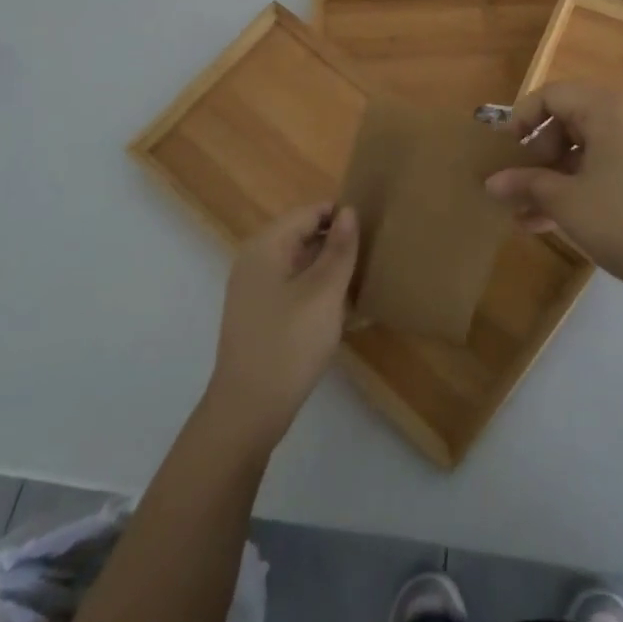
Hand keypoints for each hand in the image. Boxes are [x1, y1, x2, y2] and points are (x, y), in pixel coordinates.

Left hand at [202, 203, 359, 453]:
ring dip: (329, 268)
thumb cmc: (289, 344)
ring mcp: (254, 289)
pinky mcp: (260, 314)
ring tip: (363, 279)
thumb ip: (339, 249)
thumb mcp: (324, 292)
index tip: (374, 229)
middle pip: (303, 235)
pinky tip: (341, 308)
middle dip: (336, 242)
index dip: (341, 216)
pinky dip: (317, 289)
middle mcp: (255, 260)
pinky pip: (294, 286)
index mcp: (266, 246)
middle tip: (373, 256)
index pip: (309, 212)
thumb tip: (349, 211)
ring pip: (300, 263)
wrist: (248, 411)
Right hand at [484, 82, 622, 292]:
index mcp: (608, 107)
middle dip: (538, 155)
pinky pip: (607, 164)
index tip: (504, 154)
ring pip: (587, 148)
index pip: (552, 95)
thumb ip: (526, 184)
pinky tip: (552, 221)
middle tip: (520, 188)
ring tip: (524, 214)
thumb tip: (491, 183)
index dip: (521, 120)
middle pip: (569, 119)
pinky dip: (581, 184)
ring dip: (555, 176)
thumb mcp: (566, 201)